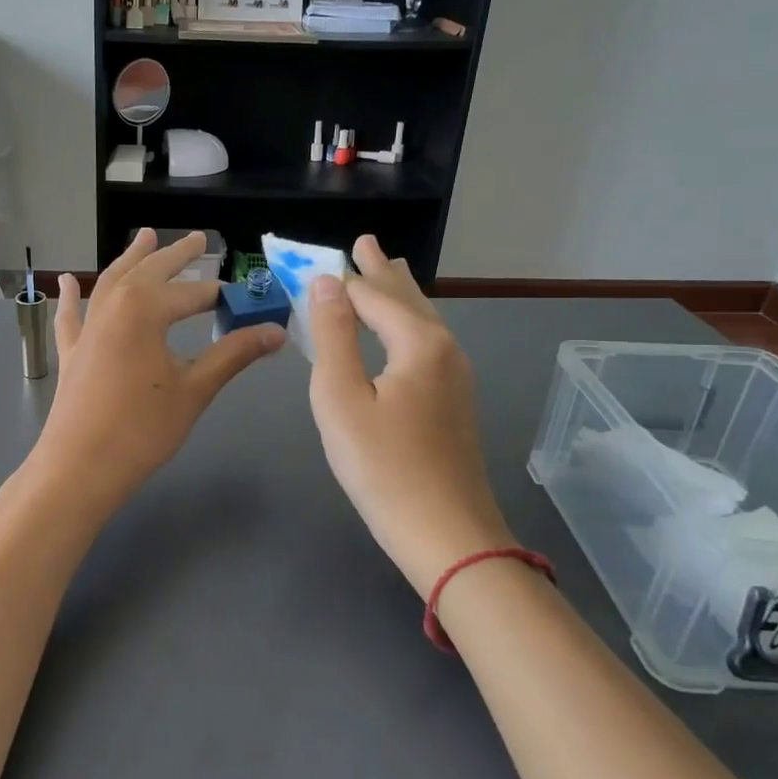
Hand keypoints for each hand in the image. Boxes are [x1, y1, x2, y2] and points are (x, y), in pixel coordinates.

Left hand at [30, 229, 283, 517]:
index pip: (193, 294)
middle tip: (199, 238)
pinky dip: (71, 296)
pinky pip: (72, 314)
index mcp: (145, 309)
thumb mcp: (195, 389)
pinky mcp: (72, 351)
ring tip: (144, 236)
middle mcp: (113, 306)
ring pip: (110, 282)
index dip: (222, 297)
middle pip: (150, 271)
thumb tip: (275, 331)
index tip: (246, 300)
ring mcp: (88, 328)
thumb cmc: (143, 429)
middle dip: (176, 255)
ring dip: (130, 259)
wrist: (80, 467)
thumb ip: (233, 354)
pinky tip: (67, 281)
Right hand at [307, 235, 514, 594]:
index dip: (345, 278)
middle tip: (366, 242)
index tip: (322, 257)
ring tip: (389, 270)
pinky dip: (408, 323)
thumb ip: (333, 335)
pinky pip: (427, 344)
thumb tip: (325, 282)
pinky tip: (404, 332)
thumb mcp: (341, 398)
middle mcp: (444, 350)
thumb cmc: (383, 467)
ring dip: (400, 294)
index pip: (374, 295)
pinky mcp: (454, 404)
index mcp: (419, 342)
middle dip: (383, 271)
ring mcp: (455, 378)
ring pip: (423, 321)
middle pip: (408, 299)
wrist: (447, 536)